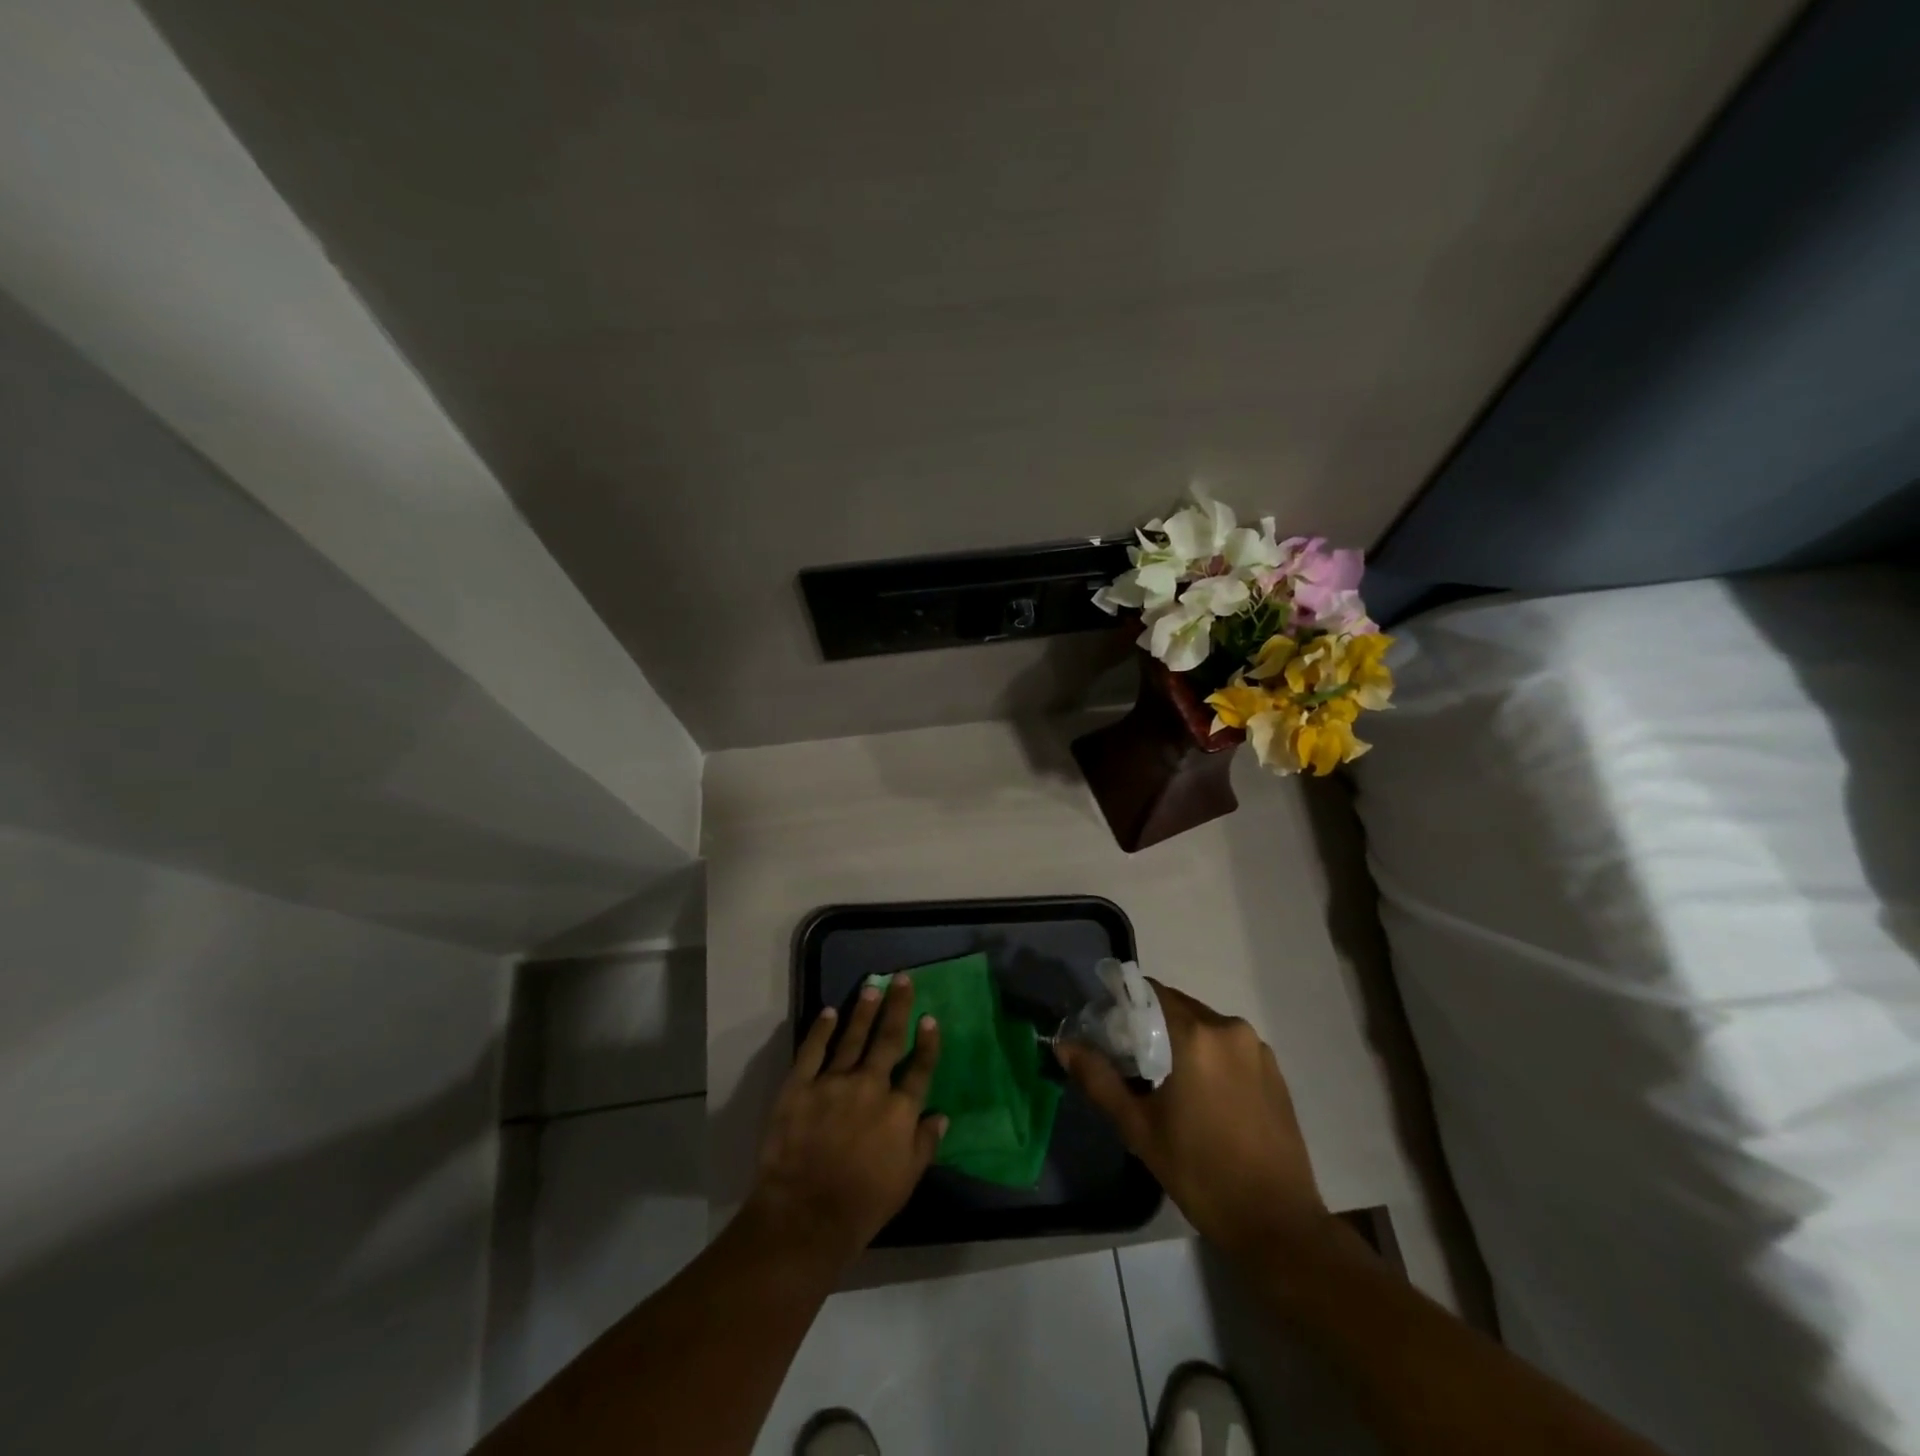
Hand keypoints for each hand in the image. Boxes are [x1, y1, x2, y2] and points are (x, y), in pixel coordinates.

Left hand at [745, 975, 945, 1265]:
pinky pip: (812, 1051)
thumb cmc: (863, 1204)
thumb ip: (925, 1144)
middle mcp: (870, 1086)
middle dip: (897, 1007)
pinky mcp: (799, 1086)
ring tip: (872, 986)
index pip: (919, 1069)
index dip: (927, 1043)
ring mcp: (833, 1083)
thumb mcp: (907, 1180)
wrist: (806, 1216)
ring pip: (852, 1038)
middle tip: (902, 979)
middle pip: (888, 1040)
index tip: (931, 1018)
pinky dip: (820, 1030)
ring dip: (863, 1011)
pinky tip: (828, 1012)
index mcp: (899, 1110)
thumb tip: (942, 1116)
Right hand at [1056, 981, 1327, 1257]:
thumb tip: (1064, 1045)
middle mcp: (1230, 1029)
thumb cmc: (1201, 1174)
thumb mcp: (1139, 1129)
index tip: (1109, 1028)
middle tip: (1131, 1059)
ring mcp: (1257, 1049)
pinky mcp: (1274, 1071)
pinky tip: (1202, 1095)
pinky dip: (1210, 1057)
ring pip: (1205, 1026)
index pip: (1152, 993)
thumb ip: (1099, 1079)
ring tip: (1166, 1081)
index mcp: (1196, 1036)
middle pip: (1179, 1007)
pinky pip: (1230, 1047)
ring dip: (1182, 1040)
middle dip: (1152, 1024)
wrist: (1277, 1225)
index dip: (1126, 1004)